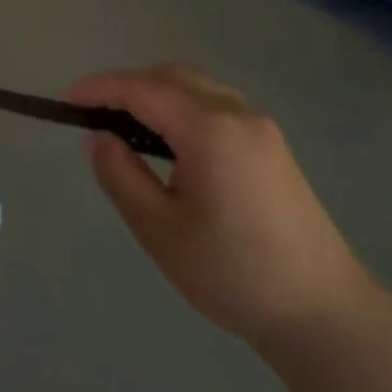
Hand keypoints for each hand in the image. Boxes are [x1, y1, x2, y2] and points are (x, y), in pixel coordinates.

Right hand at [66, 64, 372, 348]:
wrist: (325, 315)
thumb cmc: (234, 275)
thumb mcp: (161, 231)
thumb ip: (122, 176)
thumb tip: (99, 138)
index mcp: (208, 128)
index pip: (141, 89)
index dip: (99, 89)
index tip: (65, 100)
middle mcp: (235, 112)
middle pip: (169, 76)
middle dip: (126, 85)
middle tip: (92, 113)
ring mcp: (258, 125)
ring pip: (194, 85)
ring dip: (154, 92)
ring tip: (125, 124)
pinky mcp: (270, 143)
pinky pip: (214, 102)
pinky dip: (181, 104)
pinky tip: (170, 140)